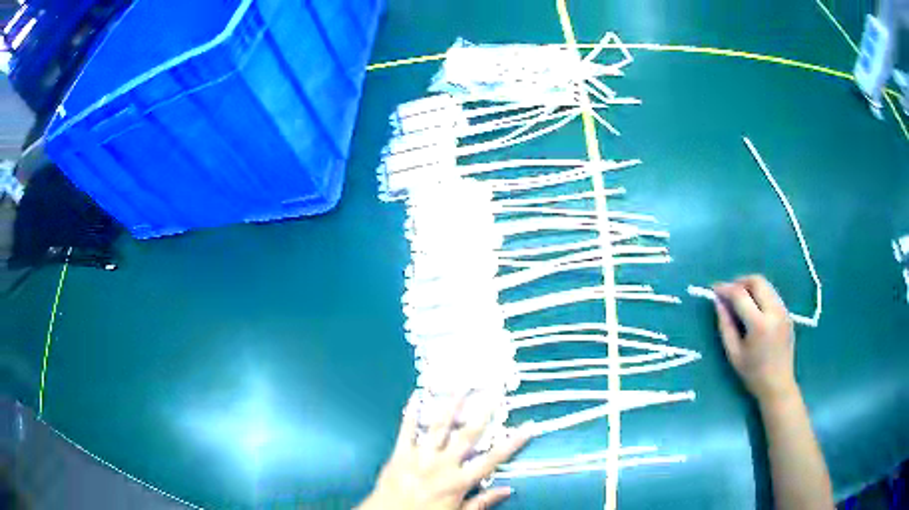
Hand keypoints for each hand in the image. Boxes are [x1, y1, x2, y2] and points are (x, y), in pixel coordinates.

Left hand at [358, 394, 530, 509]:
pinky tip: (415, 395)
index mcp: (459, 481)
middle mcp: (442, 465)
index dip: (512, 443)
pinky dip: (410, 412)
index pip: (493, 459)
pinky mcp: (400, 453)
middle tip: (494, 392)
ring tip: (462, 386)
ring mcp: (420, 456)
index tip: (528, 426)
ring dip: (451, 405)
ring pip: (439, 427)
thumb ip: (482, 502)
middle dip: (482, 413)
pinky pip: (406, 430)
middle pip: (467, 435)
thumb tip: (508, 489)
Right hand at [713, 275, 798, 404]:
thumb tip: (718, 302)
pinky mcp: (787, 313)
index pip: (741, 295)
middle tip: (728, 292)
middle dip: (740, 282)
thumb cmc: (753, 373)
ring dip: (751, 287)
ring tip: (740, 300)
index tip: (714, 289)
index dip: (726, 289)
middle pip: (757, 281)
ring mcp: (783, 311)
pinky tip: (753, 309)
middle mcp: (774, 312)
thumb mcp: (734, 353)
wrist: (778, 385)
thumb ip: (725, 325)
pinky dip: (760, 294)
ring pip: (766, 285)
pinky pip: (772, 294)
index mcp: (759, 324)